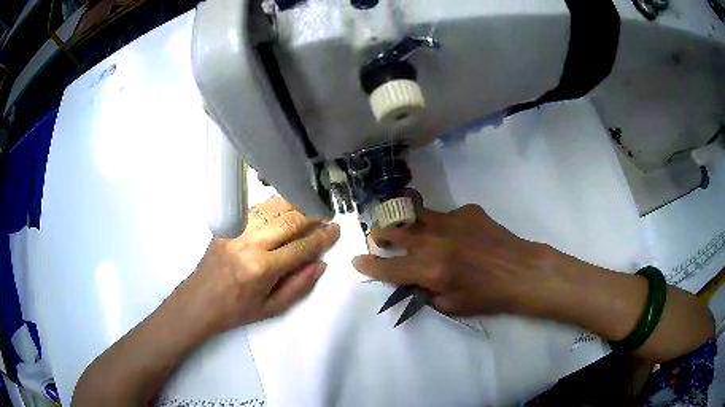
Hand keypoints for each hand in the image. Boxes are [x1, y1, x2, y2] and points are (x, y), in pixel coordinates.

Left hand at [176, 196, 339, 336]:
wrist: (199, 301)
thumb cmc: (236, 310)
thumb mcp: (272, 308)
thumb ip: (299, 286)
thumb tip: (321, 264)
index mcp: (262, 268)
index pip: (301, 247)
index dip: (322, 237)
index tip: (335, 229)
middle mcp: (249, 243)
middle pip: (289, 220)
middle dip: (312, 215)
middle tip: (327, 215)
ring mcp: (236, 230)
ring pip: (272, 208)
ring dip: (295, 205)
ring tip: (310, 207)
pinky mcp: (227, 224)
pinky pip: (256, 208)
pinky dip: (274, 205)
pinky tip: (285, 208)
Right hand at [353, 204, 554, 315]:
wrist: (521, 271)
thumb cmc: (488, 295)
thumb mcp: (452, 306)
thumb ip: (426, 293)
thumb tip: (413, 281)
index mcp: (430, 270)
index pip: (389, 267)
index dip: (369, 264)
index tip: (357, 259)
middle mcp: (435, 241)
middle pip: (395, 231)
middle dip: (381, 234)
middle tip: (378, 236)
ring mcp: (451, 221)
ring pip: (416, 215)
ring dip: (404, 221)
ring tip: (403, 224)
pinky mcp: (467, 211)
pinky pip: (445, 216)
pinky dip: (441, 225)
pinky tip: (455, 234)